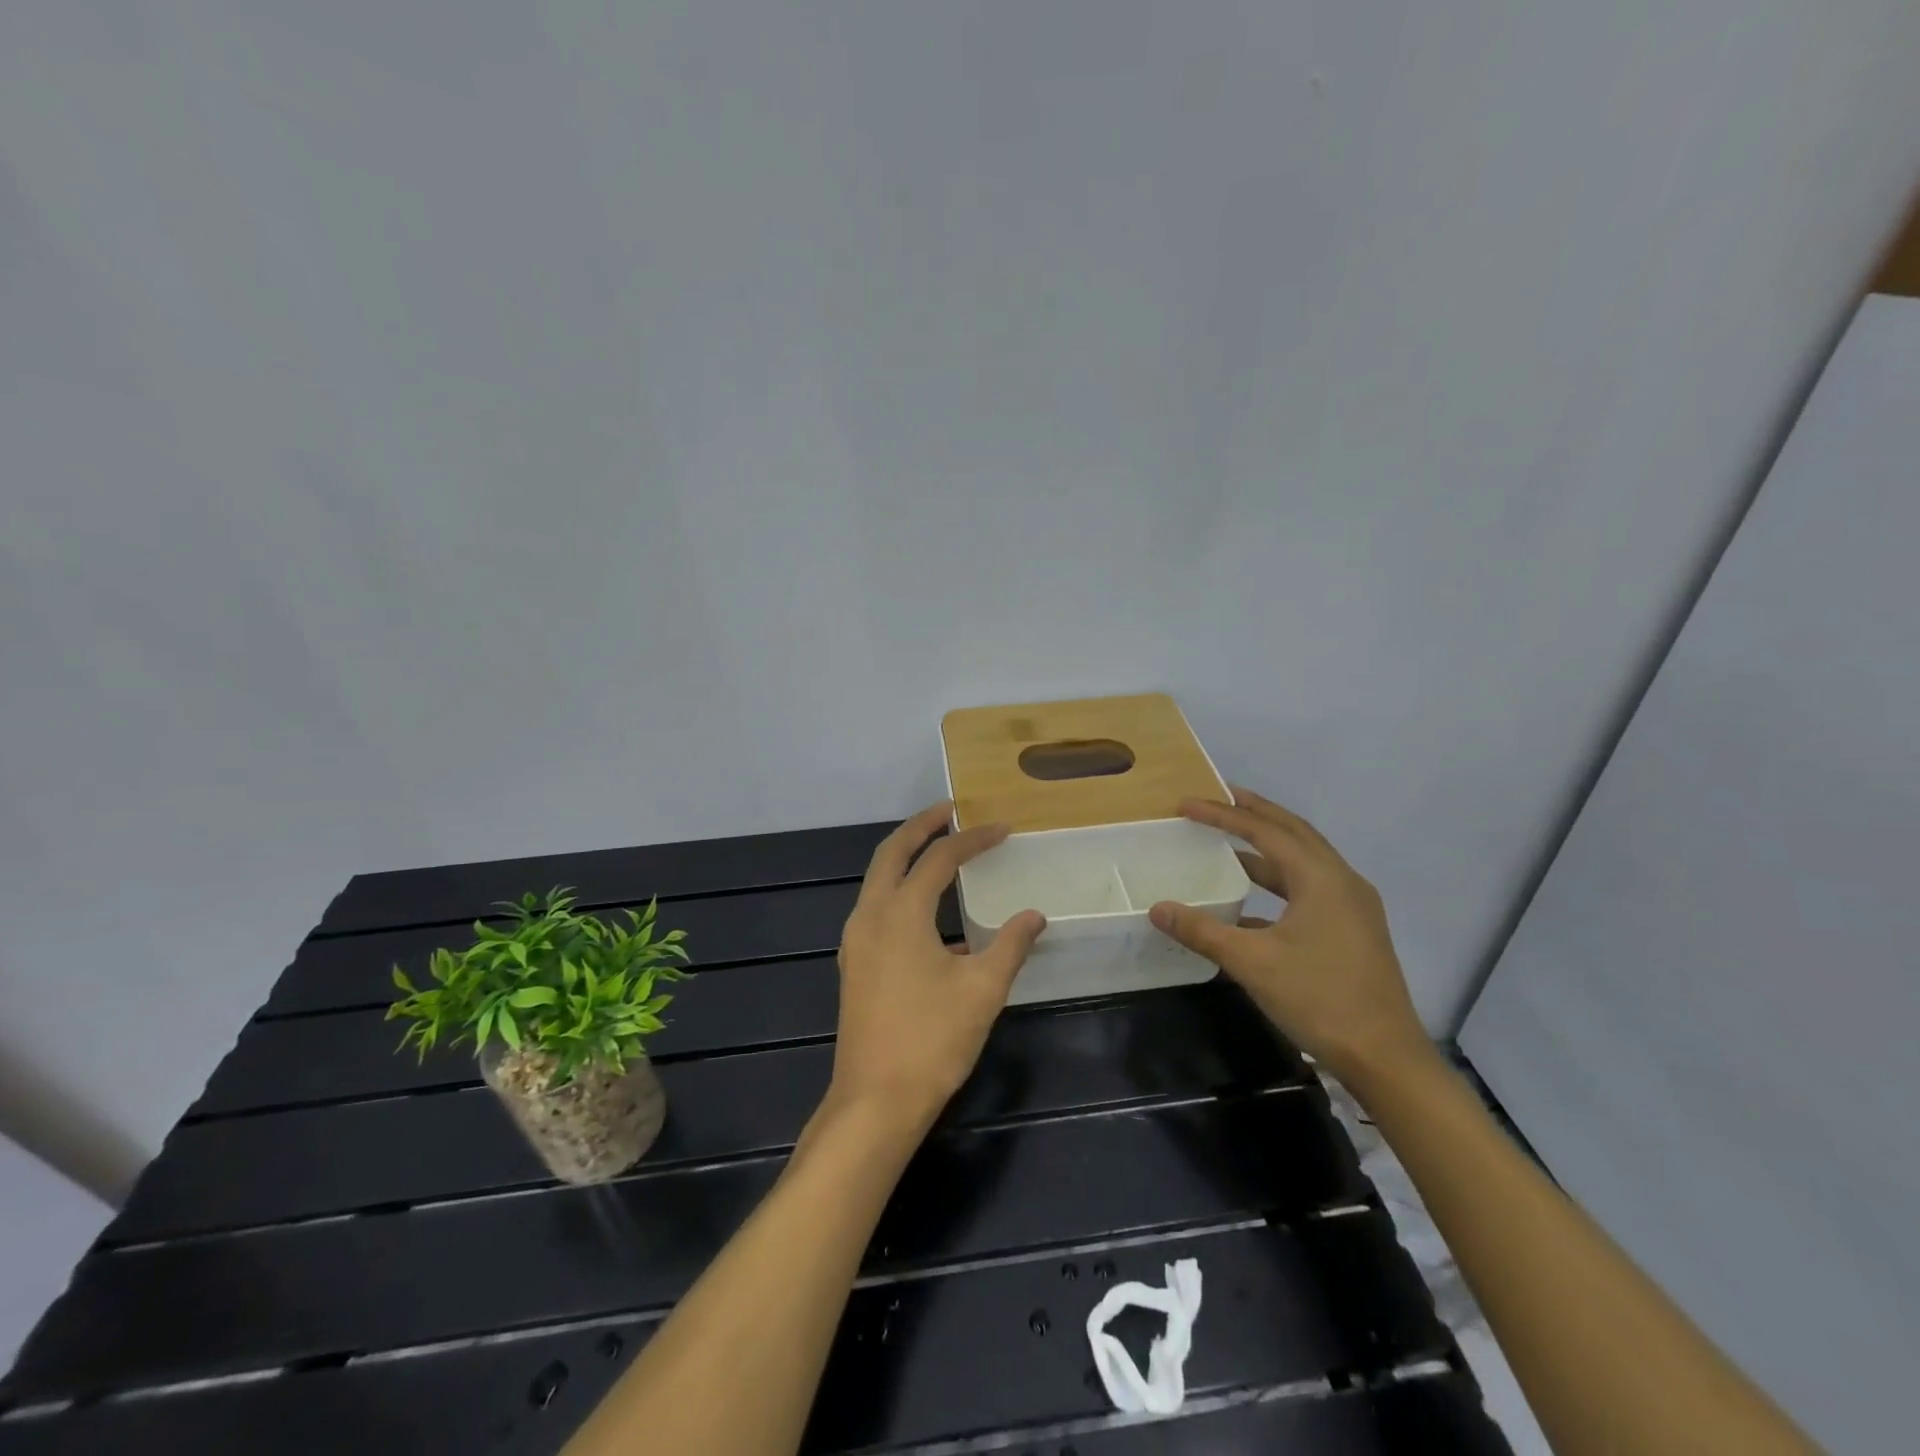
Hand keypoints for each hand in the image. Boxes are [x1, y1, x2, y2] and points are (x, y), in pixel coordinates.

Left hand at [829, 804, 1046, 1130]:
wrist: (875, 1101)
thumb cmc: (932, 1040)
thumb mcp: (983, 990)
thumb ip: (1010, 945)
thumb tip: (1034, 915)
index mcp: (900, 913)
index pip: (938, 859)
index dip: (972, 839)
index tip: (1002, 829)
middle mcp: (870, 916)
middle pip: (892, 852)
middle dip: (921, 826)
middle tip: (951, 811)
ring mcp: (856, 940)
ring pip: (877, 879)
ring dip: (906, 856)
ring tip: (940, 849)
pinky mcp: (855, 963)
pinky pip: (876, 907)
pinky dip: (900, 889)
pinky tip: (930, 912)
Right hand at [1147, 786, 1430, 1079]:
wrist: (1386, 1058)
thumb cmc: (1319, 1000)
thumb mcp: (1252, 963)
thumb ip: (1202, 931)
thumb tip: (1158, 908)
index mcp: (1322, 879)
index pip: (1265, 832)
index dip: (1223, 816)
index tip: (1187, 805)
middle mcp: (1342, 881)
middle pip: (1293, 832)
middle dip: (1254, 813)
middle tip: (1218, 797)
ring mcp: (1353, 906)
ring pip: (1304, 860)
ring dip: (1267, 846)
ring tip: (1230, 840)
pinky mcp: (1353, 929)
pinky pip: (1310, 888)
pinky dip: (1278, 882)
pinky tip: (1249, 902)